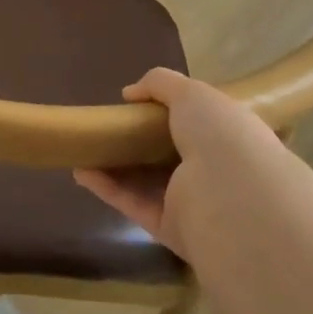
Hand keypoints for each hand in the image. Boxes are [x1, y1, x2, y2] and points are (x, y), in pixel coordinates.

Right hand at [74, 68, 287, 263]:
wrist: (232, 199)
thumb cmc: (220, 136)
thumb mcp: (192, 93)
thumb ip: (161, 84)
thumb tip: (130, 93)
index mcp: (230, 137)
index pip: (202, 124)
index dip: (172, 112)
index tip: (139, 104)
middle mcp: (216, 171)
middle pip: (171, 154)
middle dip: (140, 141)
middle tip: (109, 126)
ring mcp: (194, 203)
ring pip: (149, 182)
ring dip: (117, 166)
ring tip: (85, 148)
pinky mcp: (171, 229)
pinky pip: (134, 204)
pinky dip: (107, 188)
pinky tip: (81, 171)